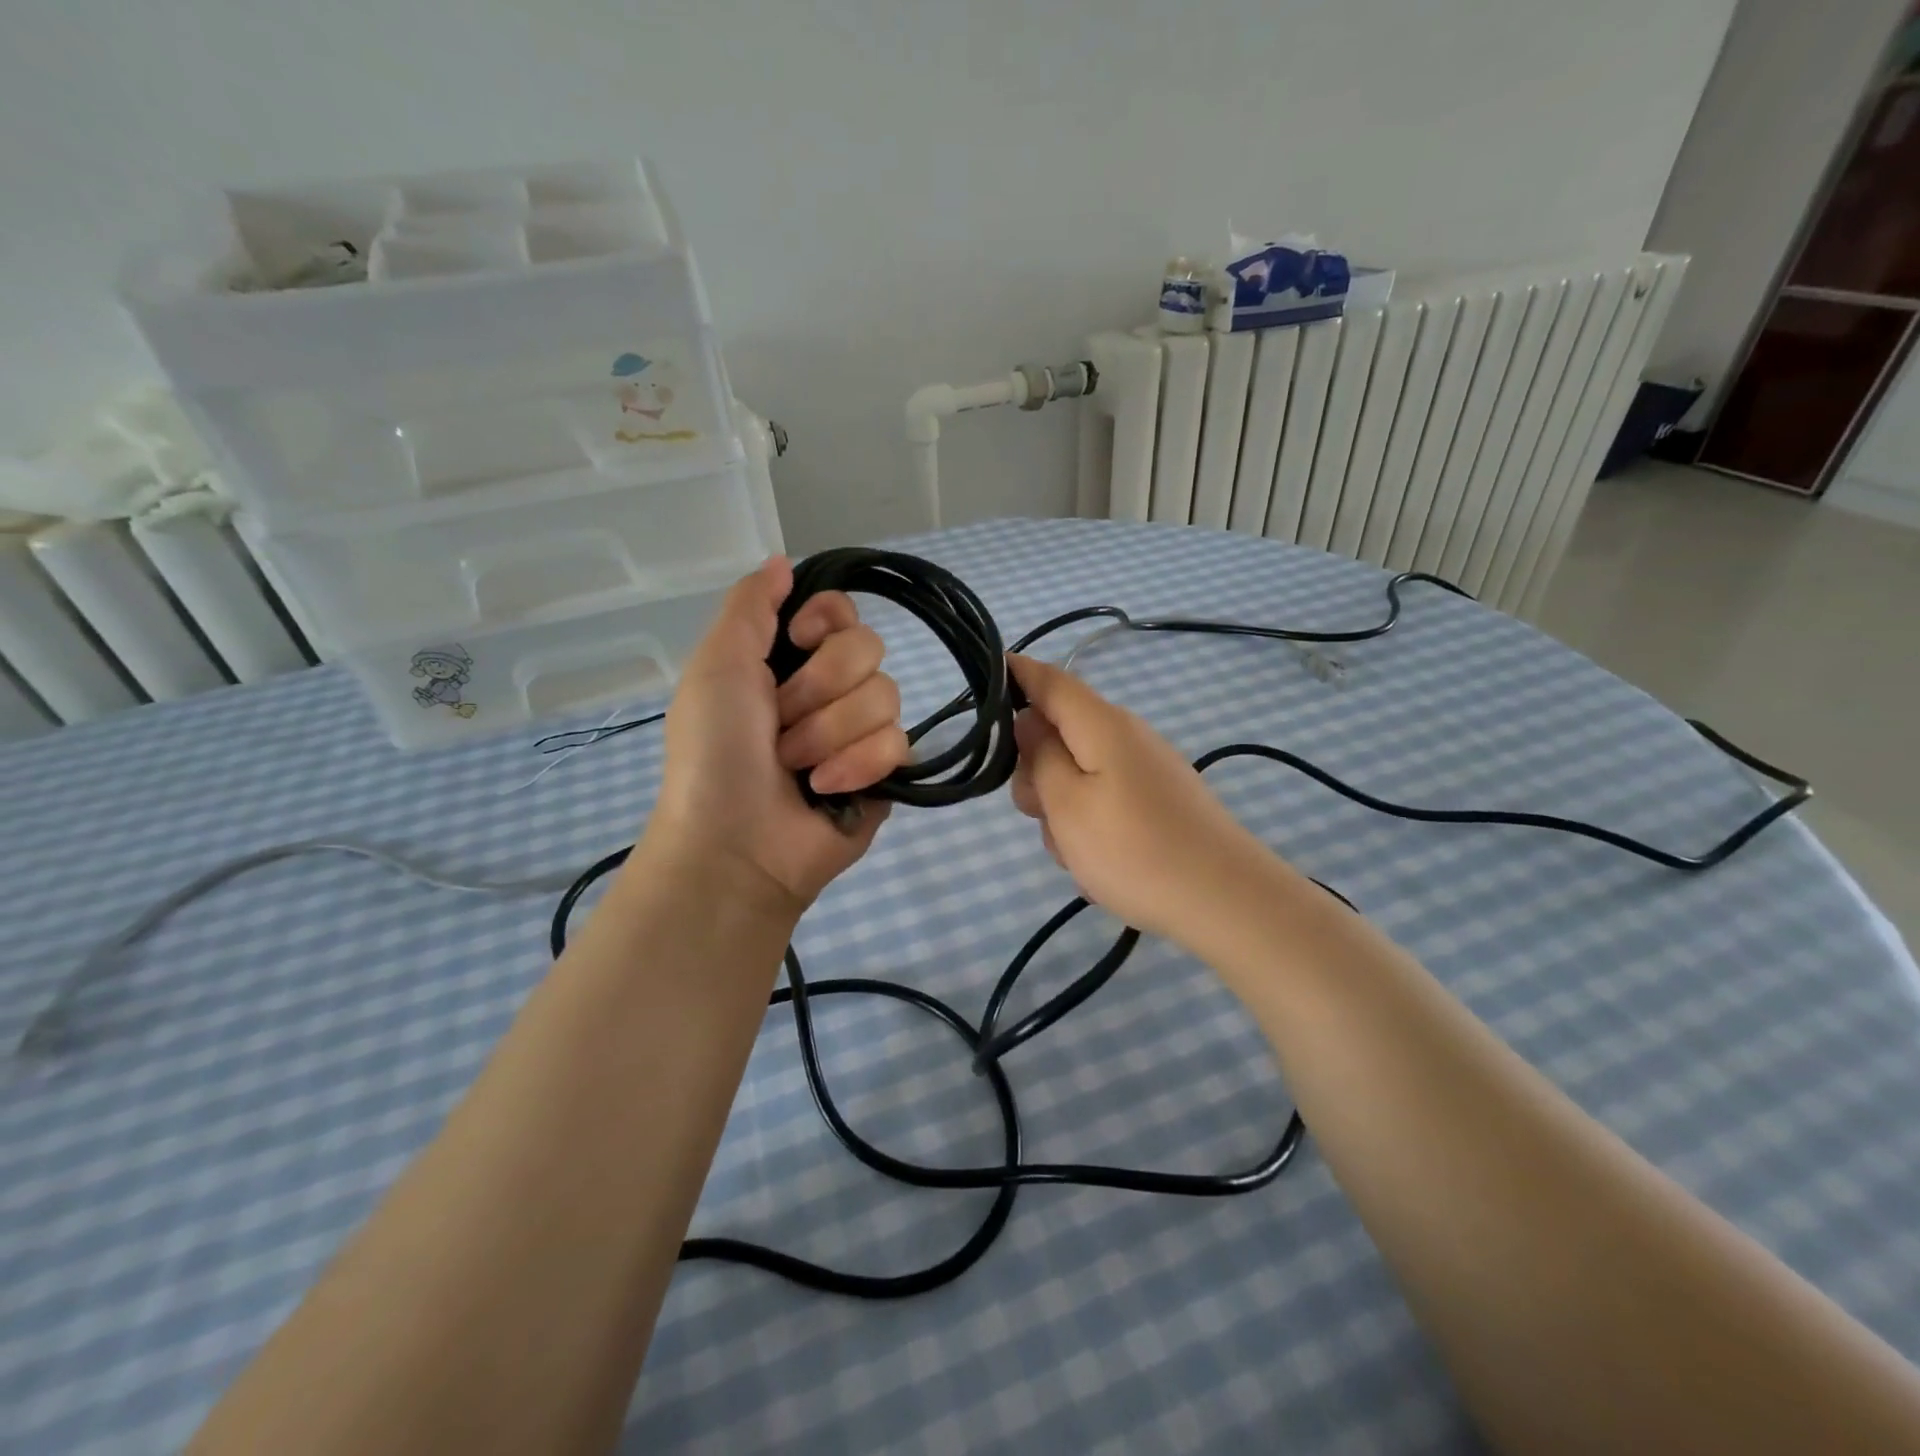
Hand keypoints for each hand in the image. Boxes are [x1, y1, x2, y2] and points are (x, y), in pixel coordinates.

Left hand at [639, 558, 909, 920]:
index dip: (827, 620)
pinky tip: (826, 791)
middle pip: (868, 647)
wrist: (734, 843)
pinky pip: (899, 743)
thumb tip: (784, 560)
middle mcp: (830, 689)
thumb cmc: (714, 753)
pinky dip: (856, 766)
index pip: (841, 610)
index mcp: (788, 660)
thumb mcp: (716, 666)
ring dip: (829, 734)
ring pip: (886, 695)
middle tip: (780, 724)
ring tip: (797, 768)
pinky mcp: (887, 772)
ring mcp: (861, 732)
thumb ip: (750, 605)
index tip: (800, 640)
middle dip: (819, 689)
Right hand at [1007, 653, 1277, 947]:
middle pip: (1059, 734)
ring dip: (1062, 808)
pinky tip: (1099, 863)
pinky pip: (1103, 800)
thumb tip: (1028, 720)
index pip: (1048, 679)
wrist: (1225, 900)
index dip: (1011, 674)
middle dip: (1035, 771)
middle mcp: (1124, 736)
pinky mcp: (1156, 801)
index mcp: (1101, 724)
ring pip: (1077, 774)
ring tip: (1076, 852)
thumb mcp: (1067, 803)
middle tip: (1038, 814)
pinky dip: (1089, 825)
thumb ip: (1039, 756)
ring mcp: (1144, 769)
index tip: (977, 690)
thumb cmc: (1134, 849)